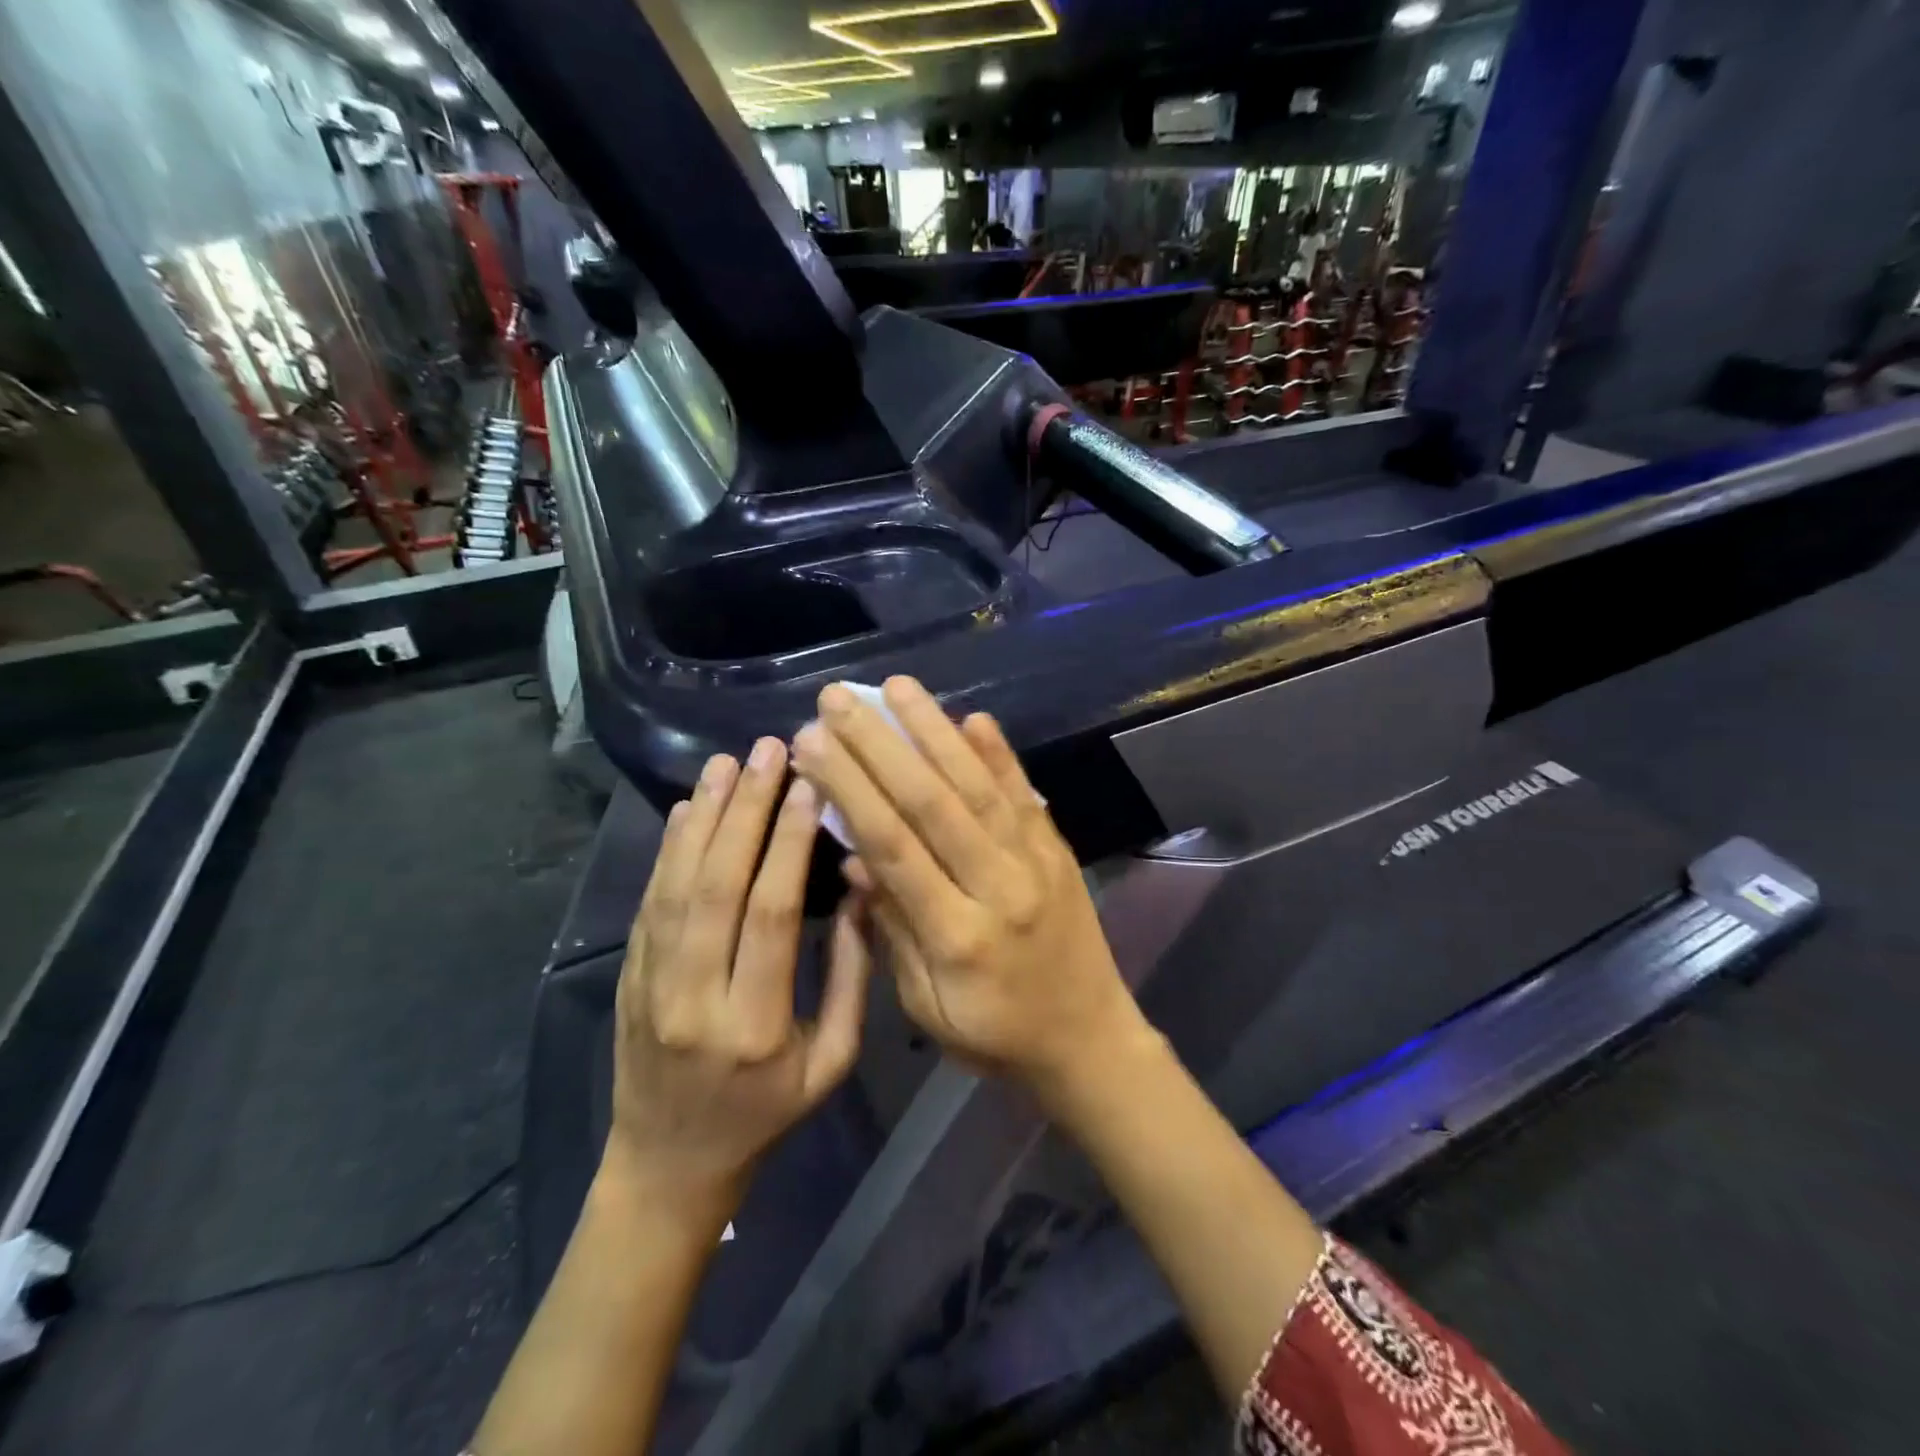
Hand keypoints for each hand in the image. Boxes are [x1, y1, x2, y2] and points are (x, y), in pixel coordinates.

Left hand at [607, 739, 871, 1216]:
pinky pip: (648, 901)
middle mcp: (693, 995)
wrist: (668, 1164)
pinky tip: (686, 808)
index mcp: (754, 1022)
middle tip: (768, 752)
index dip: (788, 844)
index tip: (809, 787)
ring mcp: (649, 983)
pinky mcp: (628, 975)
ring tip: (727, 763)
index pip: (769, 913)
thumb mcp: (831, 1063)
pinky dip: (668, 849)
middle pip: (717, 884)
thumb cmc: (766, 1115)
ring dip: (702, 817)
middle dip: (744, 810)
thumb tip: (859, 890)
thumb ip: (849, 977)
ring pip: (675, 883)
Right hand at [792, 679, 1149, 1096]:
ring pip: (978, 786)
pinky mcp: (1058, 850)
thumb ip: (894, 929)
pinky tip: (973, 717)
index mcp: (956, 935)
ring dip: (935, 731)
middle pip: (932, 803)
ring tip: (896, 687)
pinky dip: (999, 754)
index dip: (850, 790)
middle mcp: (999, 886)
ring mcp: (1036, 862)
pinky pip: (1026, 795)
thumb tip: (855, 858)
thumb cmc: (996, 1036)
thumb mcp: (929, 1007)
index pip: (894, 846)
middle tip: (838, 699)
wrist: (1090, 1041)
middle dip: (880, 745)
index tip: (812, 744)